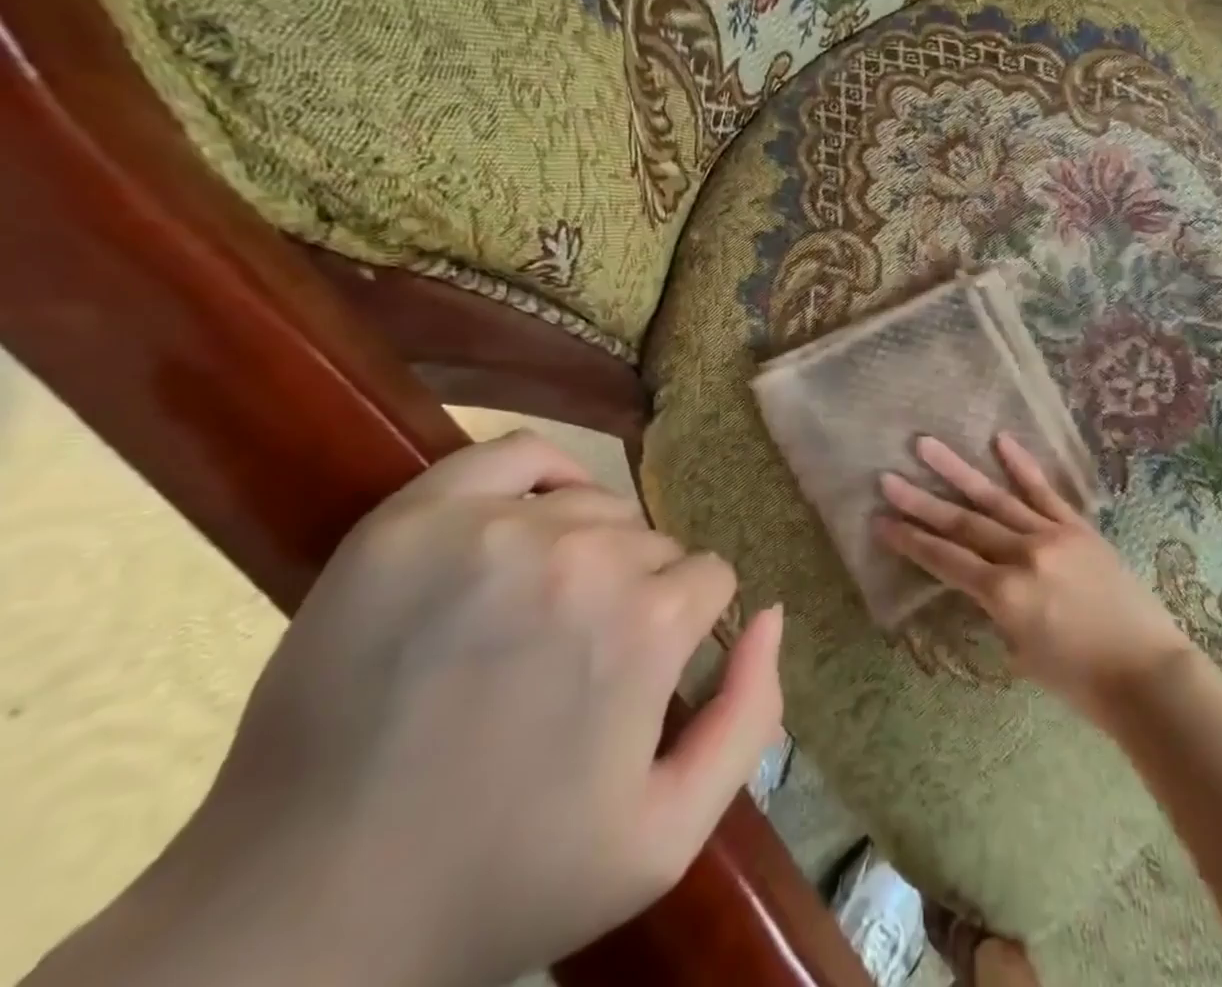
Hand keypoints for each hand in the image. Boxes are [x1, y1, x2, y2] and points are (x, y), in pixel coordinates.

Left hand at [61, 432, 782, 986]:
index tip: (644, 677)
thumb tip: (772, 614)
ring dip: (590, 547)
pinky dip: (542, 473)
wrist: (301, 917)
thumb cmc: (501, 880)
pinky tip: (529, 517)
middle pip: (653, 543)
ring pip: (595, 504)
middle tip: (579, 661)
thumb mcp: (664, 835)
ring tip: (541, 613)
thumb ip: (751, 715)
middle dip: (638, 593)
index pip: (710, 580)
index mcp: (647, 622)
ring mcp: (491, 529)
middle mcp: (583, 556)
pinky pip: (514, 453)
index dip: (686, 631)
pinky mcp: (412, 521)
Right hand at [876, 434, 1195, 725]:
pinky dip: (1021, 465)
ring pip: (996, 498)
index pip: (946, 560)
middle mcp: (1023, 555)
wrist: (1148, 673)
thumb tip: (983, 583)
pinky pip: (1045, 491)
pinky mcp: (1078, 527)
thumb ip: (997, 610)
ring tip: (926, 445)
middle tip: (887, 477)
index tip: (880, 521)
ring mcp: (1052, 535)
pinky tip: (1000, 440)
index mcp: (1005, 594)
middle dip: (921, 501)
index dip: (911, 541)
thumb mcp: (1022, 653)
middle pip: (962, 523)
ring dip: (958, 470)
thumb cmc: (1081, 681)